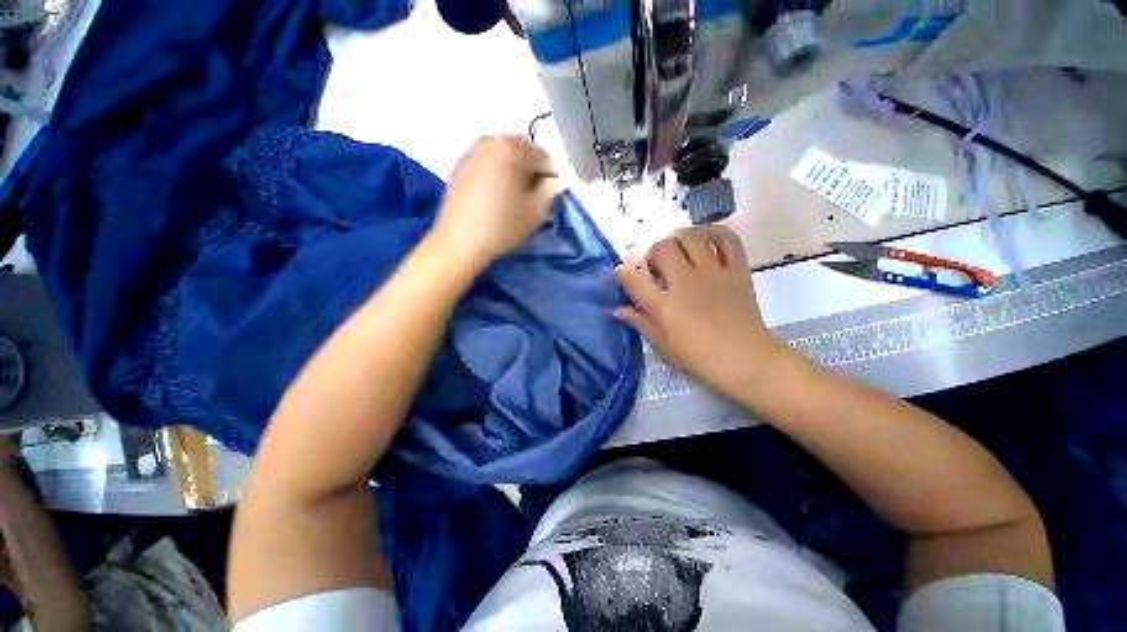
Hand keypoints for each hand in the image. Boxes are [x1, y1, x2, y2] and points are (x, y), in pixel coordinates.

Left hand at [430, 136, 559, 270]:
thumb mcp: (536, 211)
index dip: (552, 178)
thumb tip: (555, 181)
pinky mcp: (460, 166)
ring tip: (513, 198)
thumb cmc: (502, 226)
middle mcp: (490, 141)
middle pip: (523, 152)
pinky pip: (488, 165)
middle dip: (532, 171)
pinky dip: (497, 175)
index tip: (549, 196)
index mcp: (511, 148)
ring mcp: (471, 152)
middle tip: (532, 197)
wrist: (459, 242)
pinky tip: (495, 198)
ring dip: (515, 172)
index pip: (545, 157)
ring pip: (504, 157)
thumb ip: (551, 191)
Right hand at [614, 226, 790, 397]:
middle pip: (662, 248)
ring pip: (691, 237)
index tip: (621, 272)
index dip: (622, 273)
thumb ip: (639, 322)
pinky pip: (728, 240)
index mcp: (664, 305)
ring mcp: (712, 273)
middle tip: (657, 267)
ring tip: (679, 250)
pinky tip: (707, 239)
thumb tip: (618, 309)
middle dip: (653, 252)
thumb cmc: (698, 357)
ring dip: (679, 239)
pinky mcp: (736, 270)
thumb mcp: (662, 344)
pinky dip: (716, 233)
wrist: (745, 360)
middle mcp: (685, 282)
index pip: (633, 281)